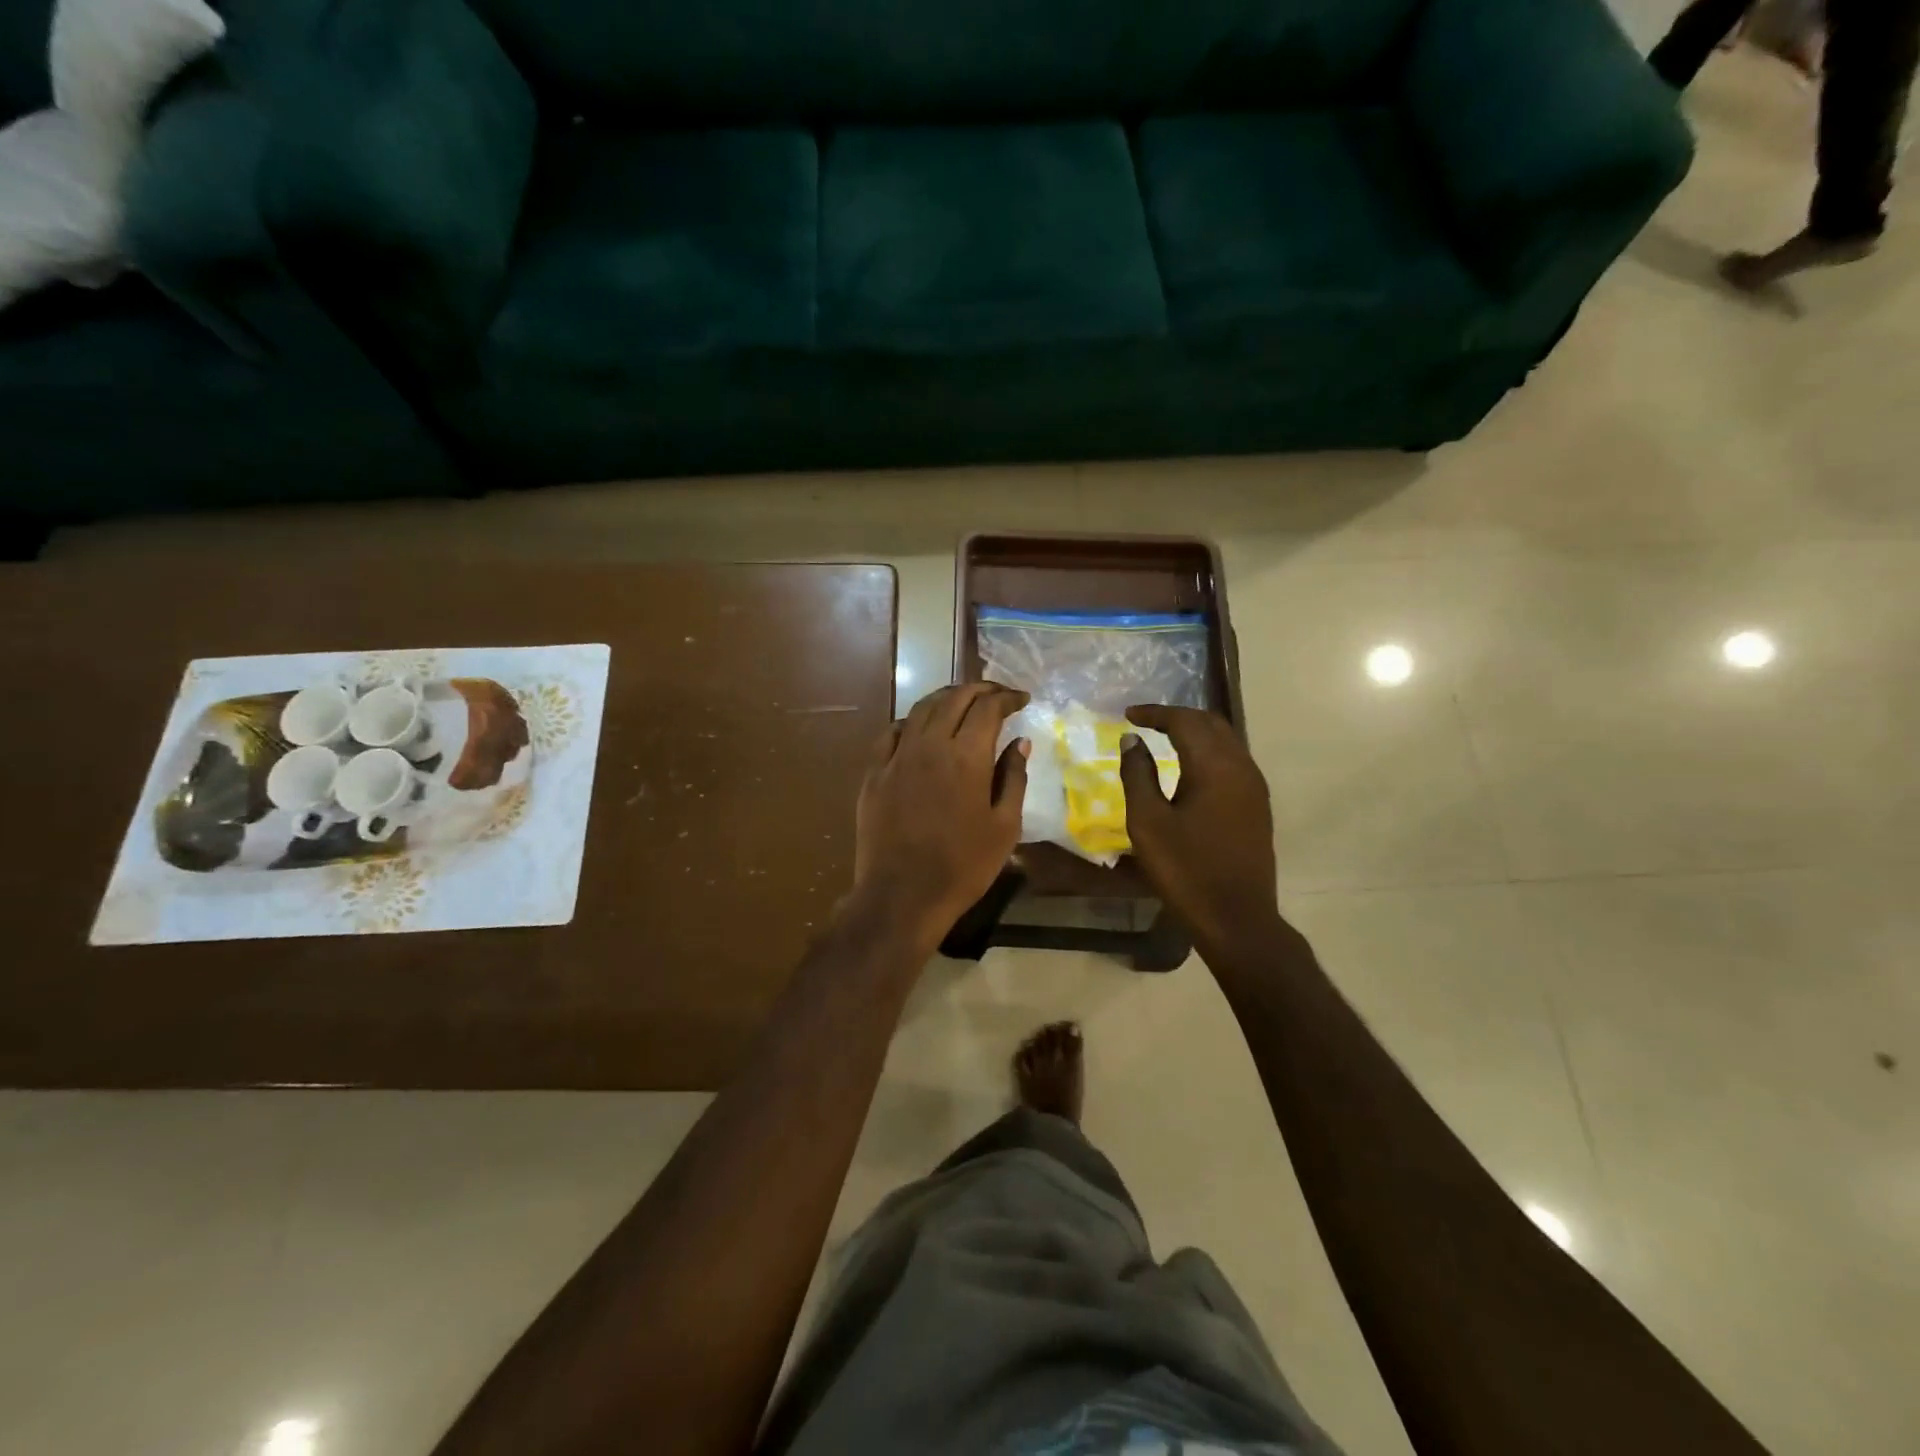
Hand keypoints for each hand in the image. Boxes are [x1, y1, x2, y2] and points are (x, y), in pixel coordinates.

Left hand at [851, 683, 1029, 944]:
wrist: (902, 895)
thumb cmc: (963, 866)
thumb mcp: (1004, 827)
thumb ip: (1014, 778)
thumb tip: (1020, 742)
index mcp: (967, 756)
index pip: (988, 707)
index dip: (1007, 697)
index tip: (1022, 700)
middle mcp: (930, 745)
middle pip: (954, 698)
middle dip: (979, 689)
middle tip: (996, 695)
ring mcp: (897, 756)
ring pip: (921, 709)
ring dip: (946, 698)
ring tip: (962, 703)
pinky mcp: (874, 773)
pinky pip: (892, 732)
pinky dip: (912, 721)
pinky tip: (920, 728)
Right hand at [1119, 705, 1282, 952]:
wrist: (1237, 918)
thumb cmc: (1185, 870)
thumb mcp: (1148, 822)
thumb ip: (1137, 774)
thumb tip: (1132, 740)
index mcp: (1214, 766)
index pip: (1184, 721)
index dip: (1154, 713)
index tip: (1127, 715)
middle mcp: (1241, 766)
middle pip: (1210, 723)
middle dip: (1177, 717)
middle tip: (1146, 722)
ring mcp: (1254, 786)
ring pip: (1226, 740)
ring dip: (1195, 732)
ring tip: (1165, 738)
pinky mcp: (1257, 805)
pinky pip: (1233, 760)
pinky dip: (1209, 751)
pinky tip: (1190, 767)